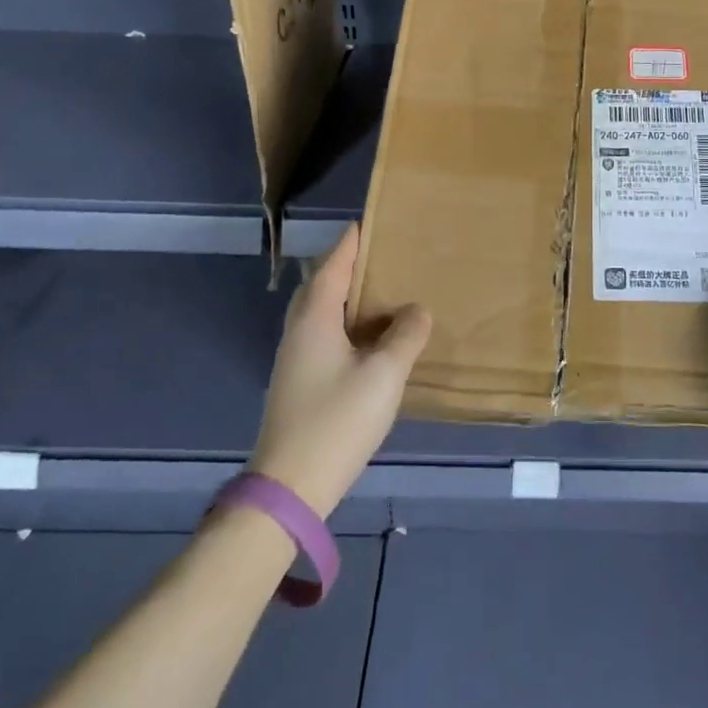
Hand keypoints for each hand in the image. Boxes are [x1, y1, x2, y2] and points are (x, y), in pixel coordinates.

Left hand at [248, 225, 430, 517]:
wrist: (290, 486)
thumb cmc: (337, 421)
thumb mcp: (384, 375)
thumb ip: (405, 336)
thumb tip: (417, 310)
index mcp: (315, 318)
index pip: (333, 265)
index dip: (352, 241)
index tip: (371, 221)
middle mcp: (299, 330)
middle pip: (322, 284)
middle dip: (349, 265)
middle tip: (384, 255)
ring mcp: (296, 358)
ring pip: (323, 312)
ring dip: (349, 296)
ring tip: (385, 290)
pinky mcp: (301, 381)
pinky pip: (326, 335)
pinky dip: (349, 324)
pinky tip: (373, 338)